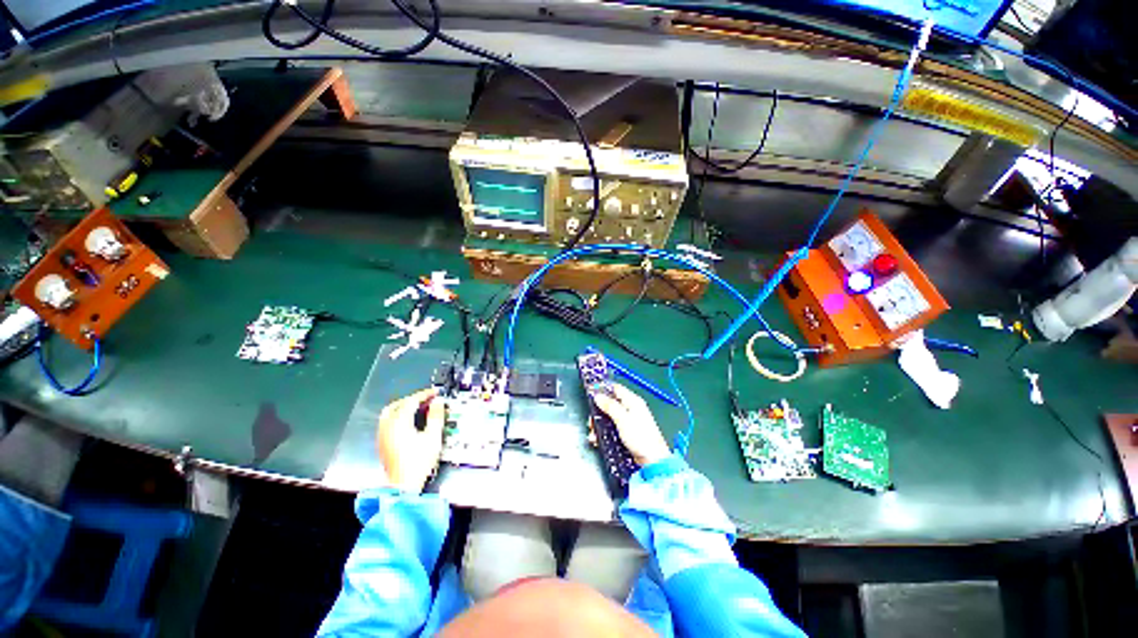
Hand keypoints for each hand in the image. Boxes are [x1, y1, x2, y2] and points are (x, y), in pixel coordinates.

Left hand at [376, 388, 444, 493]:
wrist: (403, 485)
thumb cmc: (418, 462)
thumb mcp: (433, 437)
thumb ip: (436, 416)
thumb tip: (438, 403)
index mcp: (399, 422)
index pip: (412, 401)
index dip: (425, 394)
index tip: (435, 393)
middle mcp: (388, 426)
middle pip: (398, 404)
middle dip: (413, 399)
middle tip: (426, 399)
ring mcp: (383, 435)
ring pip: (390, 412)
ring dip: (404, 406)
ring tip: (417, 408)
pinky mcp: (382, 443)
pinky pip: (387, 421)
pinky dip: (398, 415)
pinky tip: (407, 421)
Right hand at [593, 384, 671, 465]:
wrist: (651, 459)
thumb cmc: (642, 438)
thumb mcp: (622, 419)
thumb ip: (610, 406)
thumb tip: (598, 396)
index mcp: (633, 401)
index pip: (615, 388)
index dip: (603, 390)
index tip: (591, 394)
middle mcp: (630, 409)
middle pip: (609, 403)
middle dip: (598, 412)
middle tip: (591, 421)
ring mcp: (628, 421)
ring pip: (608, 416)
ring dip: (599, 424)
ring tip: (594, 433)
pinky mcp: (625, 432)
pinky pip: (610, 427)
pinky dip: (603, 432)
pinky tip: (598, 438)